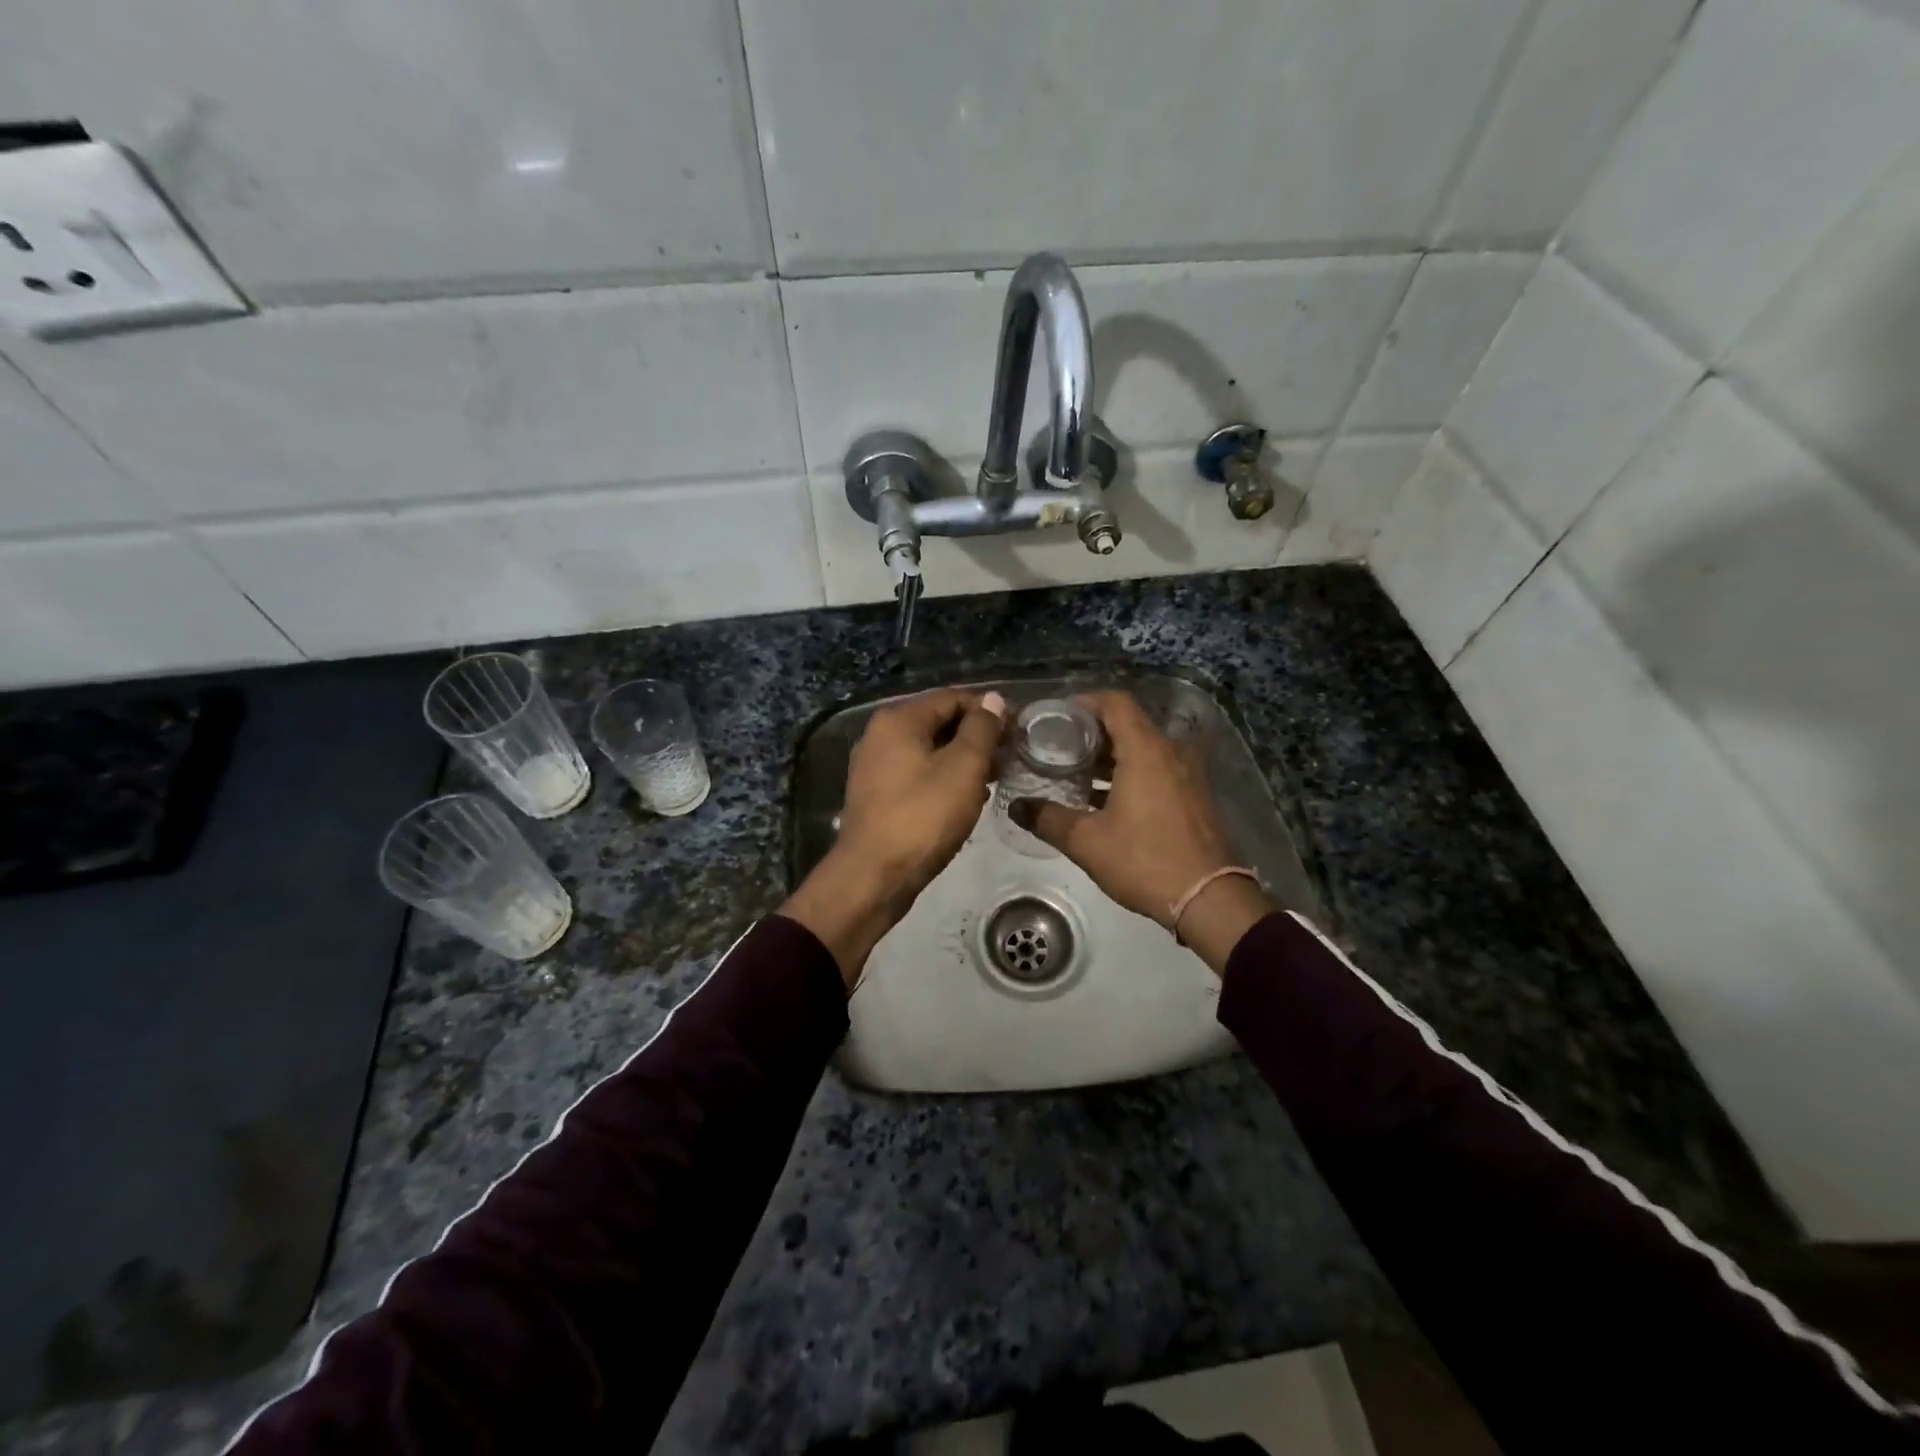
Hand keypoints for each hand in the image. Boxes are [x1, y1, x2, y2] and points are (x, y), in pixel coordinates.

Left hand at [782, 688, 1006, 984]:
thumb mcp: (963, 768)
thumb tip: (993, 699)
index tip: (1019, 732)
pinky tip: (968, 798)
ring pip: (930, 750)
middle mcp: (881, 735)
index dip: (990, 710)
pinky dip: (944, 778)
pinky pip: (918, 773)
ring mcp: (875, 766)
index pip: (953, 697)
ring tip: (996, 778)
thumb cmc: (923, 817)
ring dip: (964, 759)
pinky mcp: (878, 795)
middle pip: (939, 722)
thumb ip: (982, 729)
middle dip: (978, 736)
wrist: (873, 877)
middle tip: (1011, 757)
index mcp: (898, 720)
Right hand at [1013, 691, 1271, 973]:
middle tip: (1060, 747)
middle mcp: (1170, 751)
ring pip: (1144, 749)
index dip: (1085, 702)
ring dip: (1112, 756)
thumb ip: (1048, 819)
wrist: (1208, 898)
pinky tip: (1107, 800)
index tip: (1058, 716)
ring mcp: (1187, 773)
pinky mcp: (1194, 796)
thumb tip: (1016, 807)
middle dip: (1093, 733)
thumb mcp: (1086, 841)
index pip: (1115, 703)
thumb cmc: (1144, 860)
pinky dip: (1132, 773)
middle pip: (1129, 724)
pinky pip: (1158, 769)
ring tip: (1077, 774)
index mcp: (1145, 750)